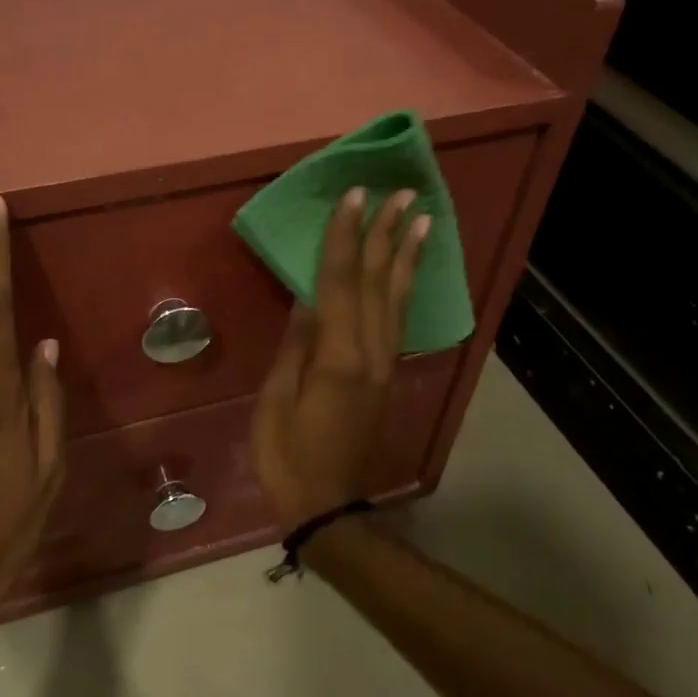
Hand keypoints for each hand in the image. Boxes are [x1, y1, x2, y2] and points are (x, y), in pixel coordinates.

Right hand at [252, 187, 428, 527]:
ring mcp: (384, 365)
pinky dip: (406, 287)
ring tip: (420, 218)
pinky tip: (409, 270)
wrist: (327, 504)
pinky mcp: (386, 375)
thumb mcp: (277, 400)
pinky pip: (399, 320)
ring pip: (397, 298)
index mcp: (337, 358)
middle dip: (385, 234)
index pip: (341, 283)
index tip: (354, 197)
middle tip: (399, 192)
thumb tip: (308, 298)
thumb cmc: (287, 455)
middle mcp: (370, 354)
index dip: (345, 237)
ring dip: (406, 255)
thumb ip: (296, 346)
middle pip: (378, 283)